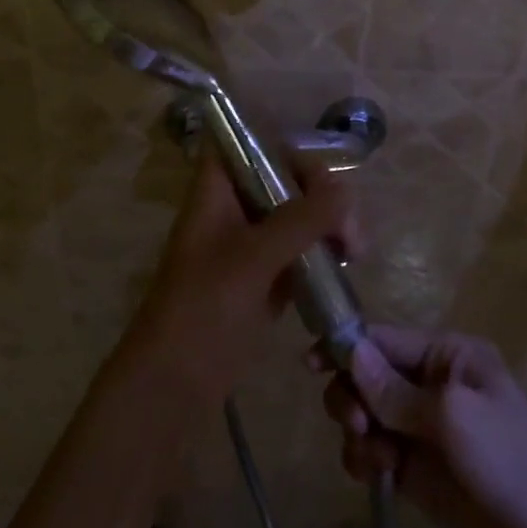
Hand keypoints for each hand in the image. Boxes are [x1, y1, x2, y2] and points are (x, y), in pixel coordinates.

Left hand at [125, 149, 357, 410]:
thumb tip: (345, 191)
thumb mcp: (253, 258)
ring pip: (294, 215)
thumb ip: (300, 220)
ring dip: (326, 225)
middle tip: (350, 230)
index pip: (251, 141)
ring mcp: (247, 244)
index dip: (285, 146)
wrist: (172, 386)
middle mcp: (232, 207)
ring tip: (354, 252)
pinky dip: (320, 253)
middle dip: (321, 195)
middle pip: (282, 178)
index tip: (323, 175)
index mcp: (217, 190)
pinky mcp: (260, 278)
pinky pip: (297, 250)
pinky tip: (343, 268)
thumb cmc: (203, 309)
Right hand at [317, 328, 526, 527]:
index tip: (310, 363)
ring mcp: (425, 431)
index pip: (385, 339)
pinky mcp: (418, 473)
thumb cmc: (512, 461)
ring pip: (368, 414)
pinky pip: (376, 452)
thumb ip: (395, 390)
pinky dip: (366, 459)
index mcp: (448, 355)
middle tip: (353, 423)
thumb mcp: (453, 417)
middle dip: (352, 394)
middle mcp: (433, 384)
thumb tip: (350, 352)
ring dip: (357, 429)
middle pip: (370, 375)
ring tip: (371, 456)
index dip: (347, 346)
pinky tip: (375, 475)